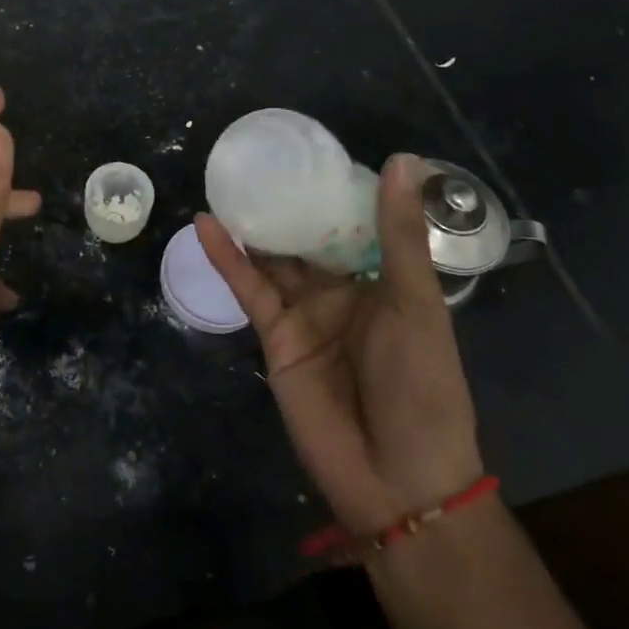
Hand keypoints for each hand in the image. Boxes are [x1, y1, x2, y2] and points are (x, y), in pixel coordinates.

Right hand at [196, 154, 481, 534]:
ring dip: (252, 225)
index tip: (310, 150)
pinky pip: (249, 288)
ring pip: (273, 258)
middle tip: (256, 159)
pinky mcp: (275, 336)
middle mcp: (343, 291)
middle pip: (308, 238)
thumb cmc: (422, 384)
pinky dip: (227, 258)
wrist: (398, 478)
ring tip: (225, 182)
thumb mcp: (415, 302)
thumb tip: (402, 159)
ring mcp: (306, 313)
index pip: (355, 223)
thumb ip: (399, 234)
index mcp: (384, 280)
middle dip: (286, 204)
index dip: (334, 190)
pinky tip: (206, 224)